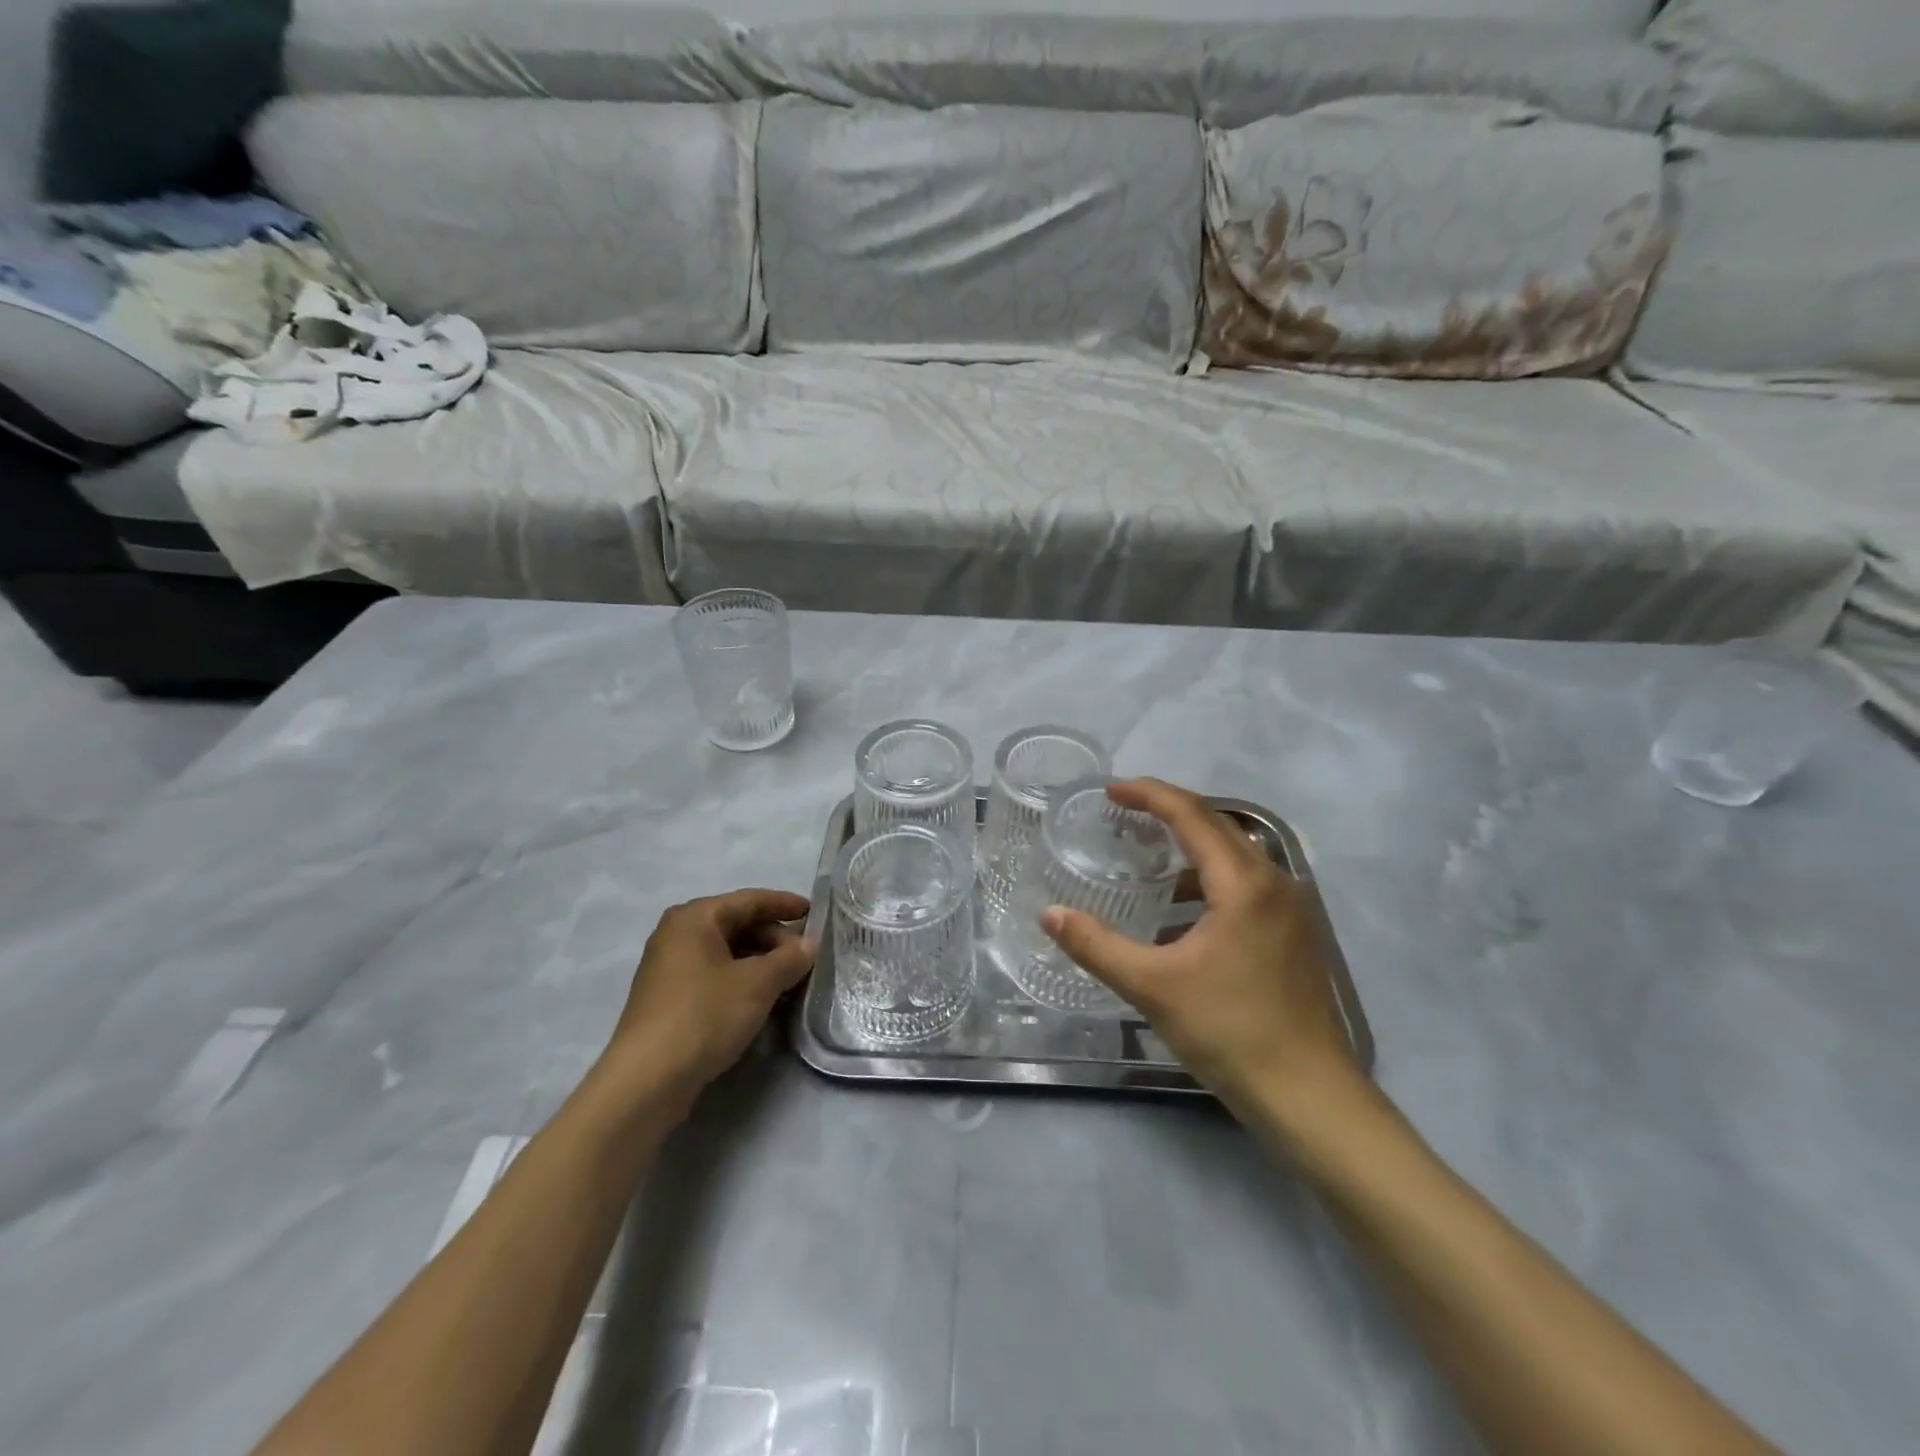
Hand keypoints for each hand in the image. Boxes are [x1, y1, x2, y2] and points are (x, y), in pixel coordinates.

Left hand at [603, 889, 814, 1101]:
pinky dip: (741, 980)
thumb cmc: (705, 1015)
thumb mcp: (758, 984)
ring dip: (761, 962)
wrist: (647, 1080)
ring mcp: (669, 967)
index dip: (785, 904)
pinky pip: (714, 975)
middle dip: (774, 938)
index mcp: (695, 917)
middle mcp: (677, 934)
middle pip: (737, 924)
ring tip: (790, 980)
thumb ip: (789, 958)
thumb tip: (809, 944)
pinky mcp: (669, 998)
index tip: (815, 913)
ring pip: (727, 952)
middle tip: (806, 957)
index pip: (750, 900)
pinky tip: (762, 1000)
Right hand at [1041, 779, 1360, 1128]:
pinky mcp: (1294, 932)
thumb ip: (1097, 945)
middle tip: (1123, 812)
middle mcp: (1274, 881)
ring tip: (1146, 854)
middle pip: (1217, 824)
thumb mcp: (1153, 986)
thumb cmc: (1230, 1032)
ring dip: (1190, 844)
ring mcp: (1290, 907)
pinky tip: (1181, 908)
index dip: (1148, 794)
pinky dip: (1209, 877)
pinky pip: (1246, 882)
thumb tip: (1050, 914)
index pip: (1191, 814)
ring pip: (1235, 853)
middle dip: (1168, 810)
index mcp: (1244, 883)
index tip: (1110, 791)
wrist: (1310, 1096)